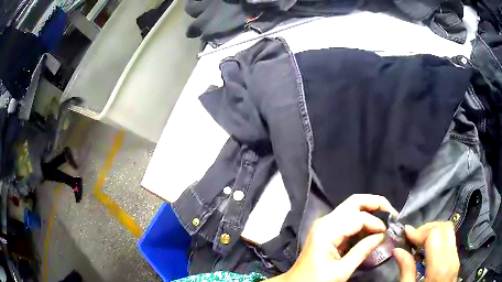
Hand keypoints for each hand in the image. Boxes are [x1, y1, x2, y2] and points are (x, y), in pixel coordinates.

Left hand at [269, 194, 397, 281]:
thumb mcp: (341, 271)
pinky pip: (348, 219)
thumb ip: (362, 251)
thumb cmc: (316, 280)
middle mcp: (326, 222)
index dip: (376, 223)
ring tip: (385, 221)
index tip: (387, 233)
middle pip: (354, 202)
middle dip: (375, 203)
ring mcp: (325, 224)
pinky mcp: (327, 230)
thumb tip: (382, 235)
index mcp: (327, 231)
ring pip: (352, 208)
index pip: (358, 217)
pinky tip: (372, 229)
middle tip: (392, 213)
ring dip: (370, 211)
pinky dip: (363, 221)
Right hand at [393, 222, 459, 281]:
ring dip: (435, 232)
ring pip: (450, 233)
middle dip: (429, 227)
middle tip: (414, 237)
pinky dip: (440, 240)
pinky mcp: (456, 262)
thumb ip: (406, 270)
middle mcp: (451, 259)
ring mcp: (455, 260)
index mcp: (439, 267)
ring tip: (420, 243)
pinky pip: (450, 242)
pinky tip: (429, 251)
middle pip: (445, 228)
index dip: (419, 231)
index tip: (406, 233)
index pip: (434, 234)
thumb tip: (397, 250)